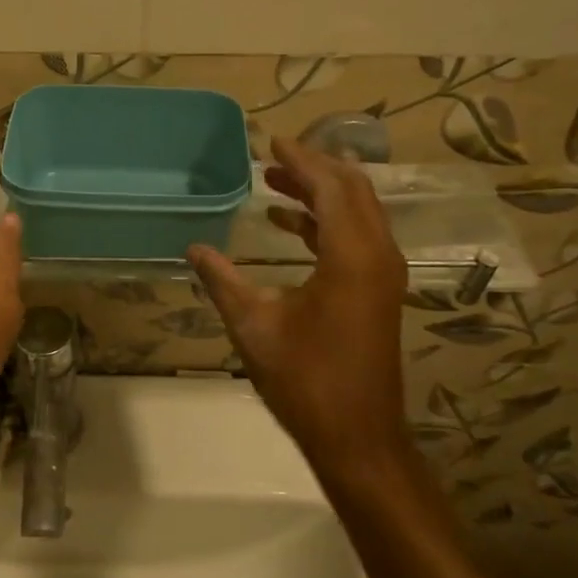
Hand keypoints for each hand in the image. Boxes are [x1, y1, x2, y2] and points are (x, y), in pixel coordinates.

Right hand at [187, 136, 409, 473]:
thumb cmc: (305, 380)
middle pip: (353, 191)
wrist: (357, 436)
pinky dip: (326, 223)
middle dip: (314, 169)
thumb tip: (193, 248)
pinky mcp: (379, 292)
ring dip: (320, 195)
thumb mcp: (254, 326)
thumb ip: (222, 281)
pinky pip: (357, 237)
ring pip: (357, 213)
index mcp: (351, 256)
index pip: (330, 187)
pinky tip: (288, 226)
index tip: (271, 140)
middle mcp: (377, 255)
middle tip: (274, 157)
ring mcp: (383, 275)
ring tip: (275, 184)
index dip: (301, 160)